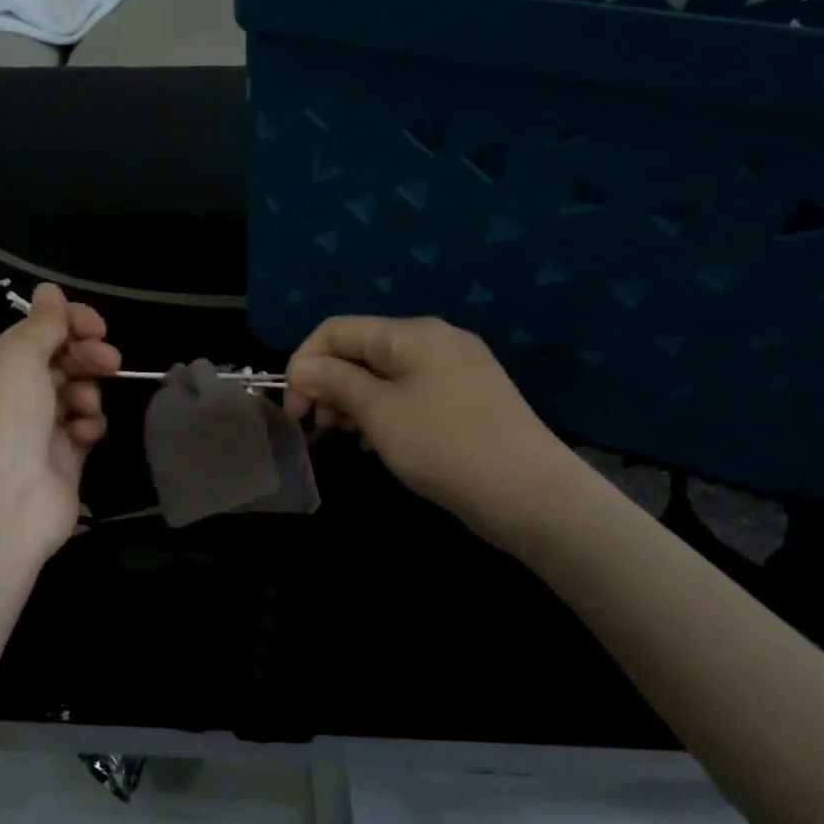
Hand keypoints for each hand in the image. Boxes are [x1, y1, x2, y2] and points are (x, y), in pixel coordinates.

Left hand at [0, 283, 120, 563]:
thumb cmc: (2, 418)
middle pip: (62, 361)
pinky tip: (85, 433)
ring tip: (84, 406)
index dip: (70, 323)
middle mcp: (15, 395)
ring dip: (88, 391)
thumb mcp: (18, 358)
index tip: (96, 326)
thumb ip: (42, 325)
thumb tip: (49, 289)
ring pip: (78, 394)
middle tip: (108, 359)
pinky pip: (85, 429)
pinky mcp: (63, 462)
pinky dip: (89, 425)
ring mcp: (39, 430)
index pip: (39, 333)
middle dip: (87, 354)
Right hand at [283, 315, 582, 550]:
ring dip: (353, 401)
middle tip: (317, 427)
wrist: (530, 494)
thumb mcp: (378, 411)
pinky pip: (408, 394)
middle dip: (327, 384)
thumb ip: (334, 381)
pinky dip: (382, 412)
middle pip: (360, 350)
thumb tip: (301, 367)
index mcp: (411, 334)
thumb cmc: (443, 445)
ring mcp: (454, 370)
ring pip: (383, 374)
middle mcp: (434, 341)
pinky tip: (378, 442)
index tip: (293, 409)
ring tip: (346, 438)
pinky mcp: (466, 399)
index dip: (304, 363)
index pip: (336, 330)